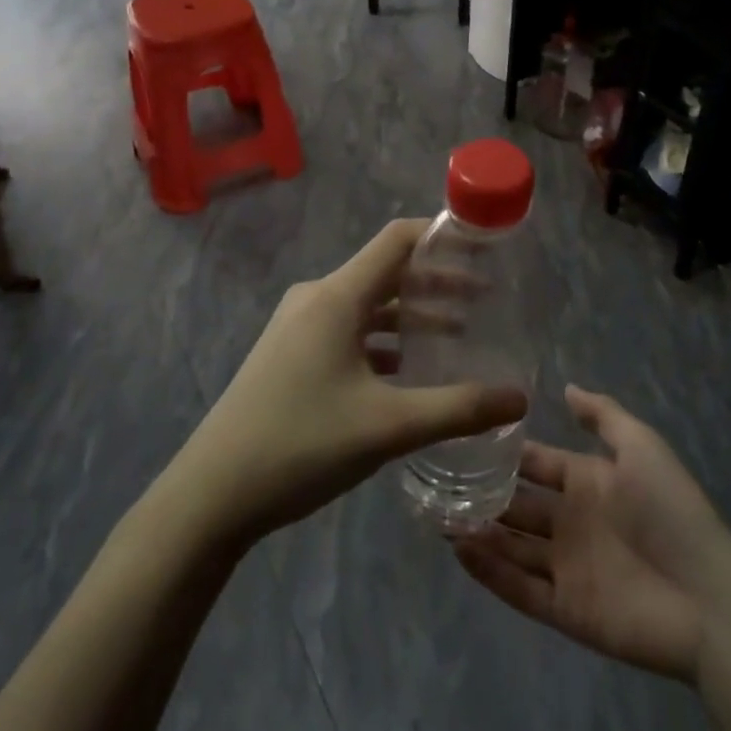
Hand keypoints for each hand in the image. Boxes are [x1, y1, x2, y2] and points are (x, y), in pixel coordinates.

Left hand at [176, 220, 528, 545]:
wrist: (211, 494)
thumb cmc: (300, 444)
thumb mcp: (388, 427)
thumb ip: (458, 409)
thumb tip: (520, 397)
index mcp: (337, 296)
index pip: (397, 240)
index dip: (442, 235)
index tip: (483, 247)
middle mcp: (317, 298)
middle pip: (386, 272)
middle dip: (437, 281)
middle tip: (485, 298)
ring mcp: (299, 326)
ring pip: (368, 304)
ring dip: (412, 313)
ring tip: (458, 332)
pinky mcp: (291, 353)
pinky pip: (348, 329)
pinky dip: (384, 339)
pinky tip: (410, 370)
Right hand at [453, 385, 730, 681]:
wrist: (707, 597)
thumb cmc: (671, 511)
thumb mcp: (642, 447)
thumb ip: (603, 415)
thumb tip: (566, 386)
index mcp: (588, 482)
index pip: (536, 464)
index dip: (505, 453)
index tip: (464, 437)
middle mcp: (571, 522)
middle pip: (516, 505)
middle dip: (481, 494)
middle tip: (437, 482)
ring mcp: (566, 567)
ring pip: (510, 546)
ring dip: (477, 531)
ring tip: (437, 514)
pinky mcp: (564, 609)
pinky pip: (519, 588)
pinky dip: (489, 572)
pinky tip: (459, 551)